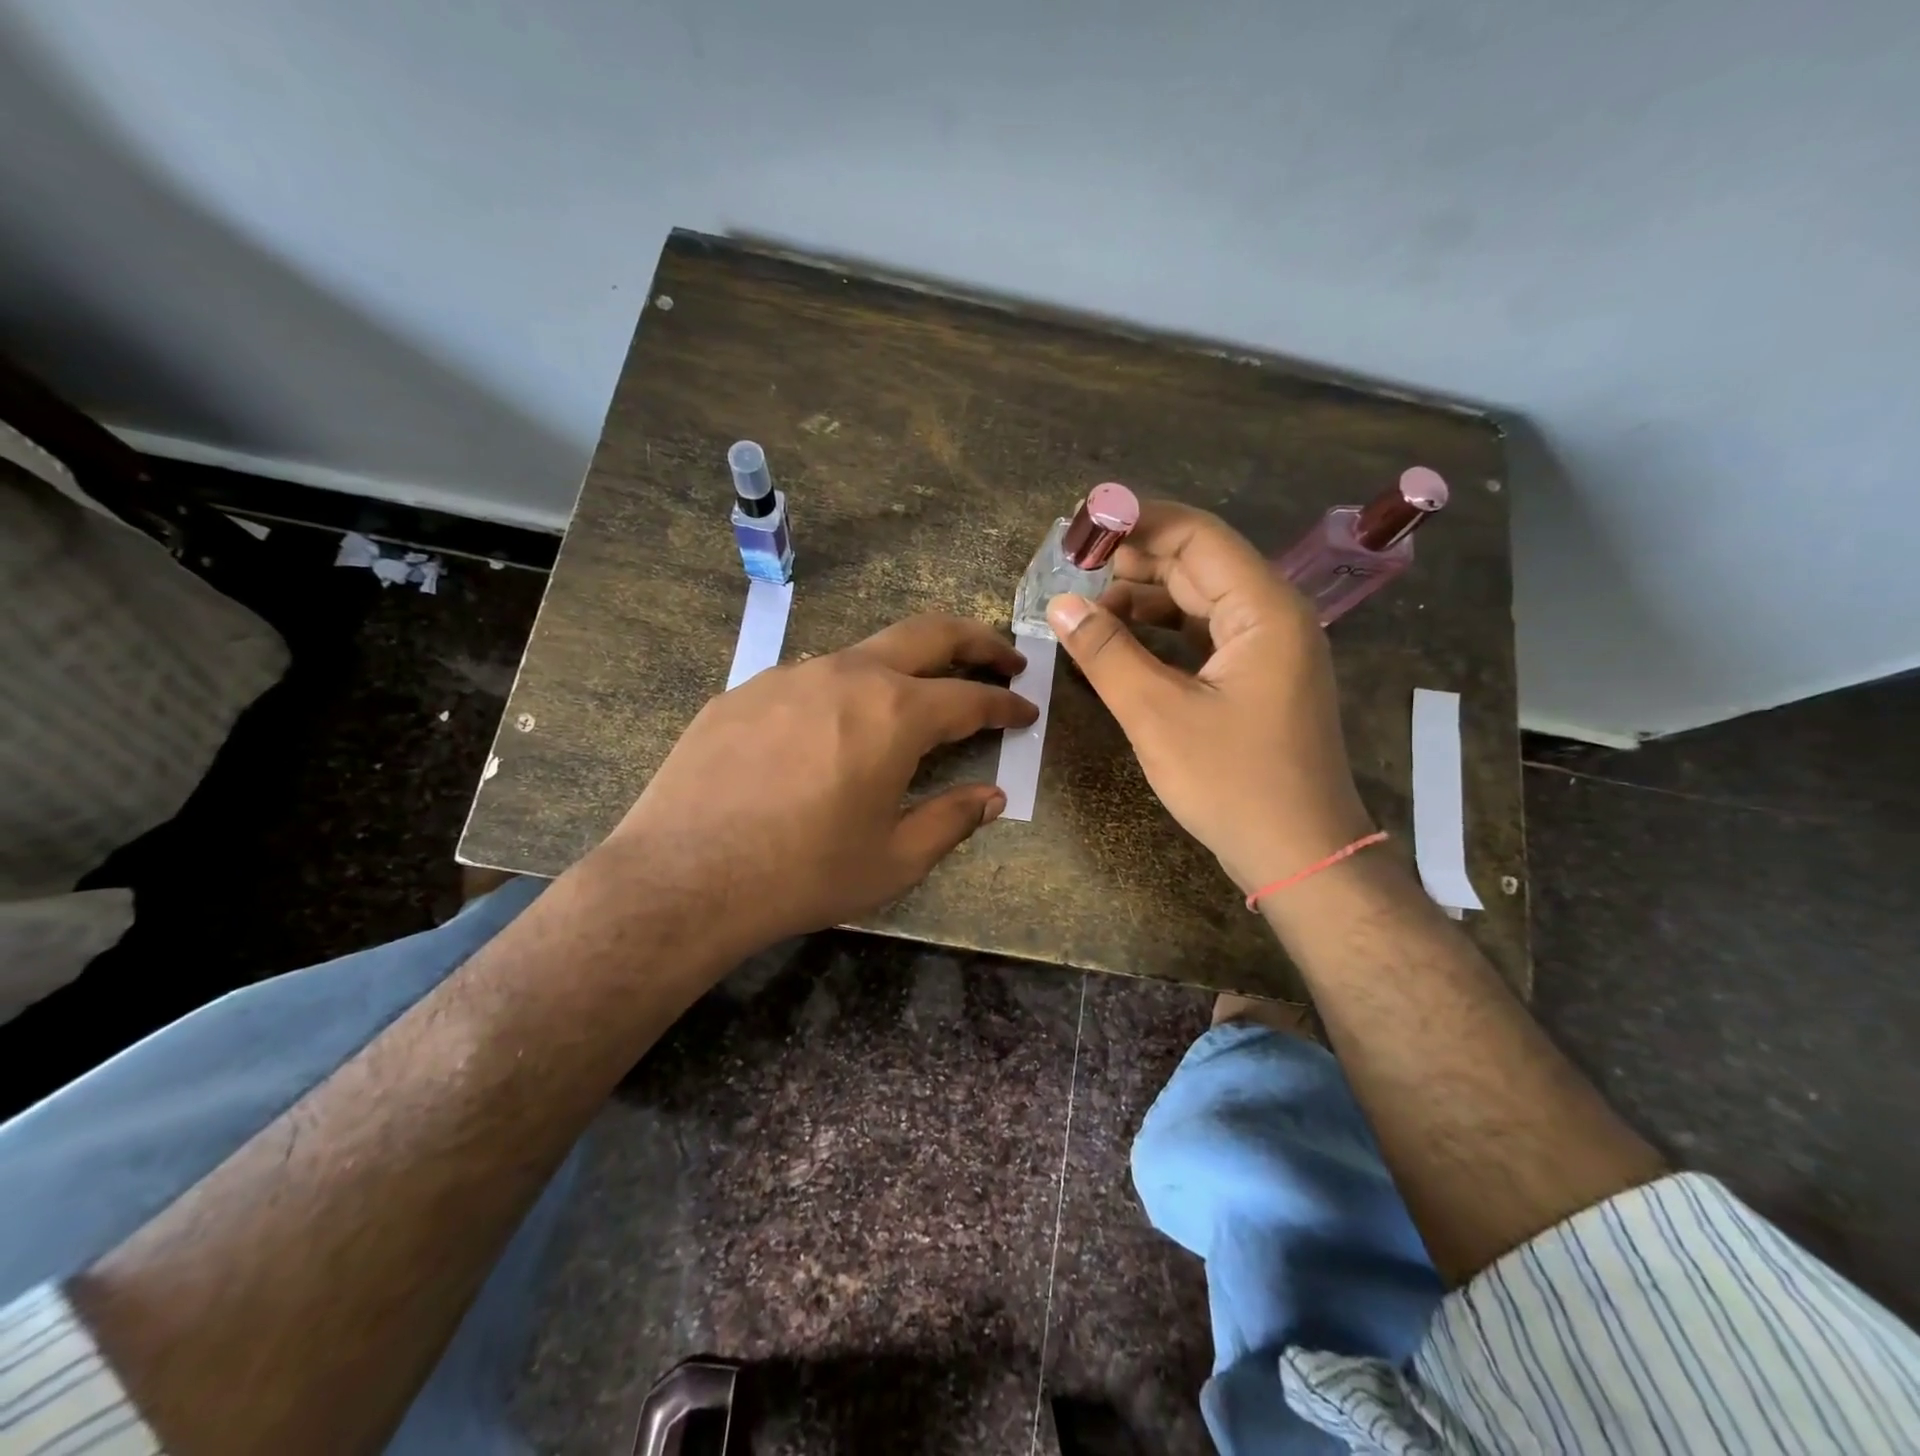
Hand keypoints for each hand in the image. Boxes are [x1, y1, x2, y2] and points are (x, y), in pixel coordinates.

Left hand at [601, 613, 1035, 955]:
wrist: (682, 877)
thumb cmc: (802, 874)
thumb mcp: (892, 860)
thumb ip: (951, 820)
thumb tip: (991, 797)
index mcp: (894, 714)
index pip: (970, 698)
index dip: (1005, 705)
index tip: (1026, 711)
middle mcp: (847, 675)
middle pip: (928, 634)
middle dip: (976, 641)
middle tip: (1003, 658)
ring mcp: (789, 675)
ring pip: (864, 654)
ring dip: (904, 668)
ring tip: (915, 699)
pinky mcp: (745, 691)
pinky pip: (809, 680)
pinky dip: (842, 693)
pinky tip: (830, 731)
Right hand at [1045, 501, 1372, 892]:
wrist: (1300, 854)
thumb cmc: (1232, 783)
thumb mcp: (1157, 714)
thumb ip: (1106, 652)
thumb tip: (1059, 604)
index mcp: (1263, 609)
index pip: (1196, 535)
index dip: (1137, 523)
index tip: (1082, 528)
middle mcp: (1273, 615)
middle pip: (1198, 563)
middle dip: (1134, 561)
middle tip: (1072, 570)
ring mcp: (1269, 647)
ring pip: (1199, 599)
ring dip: (1144, 598)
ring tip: (1087, 612)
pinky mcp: (1257, 677)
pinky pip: (1205, 634)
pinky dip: (1163, 632)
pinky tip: (1122, 643)